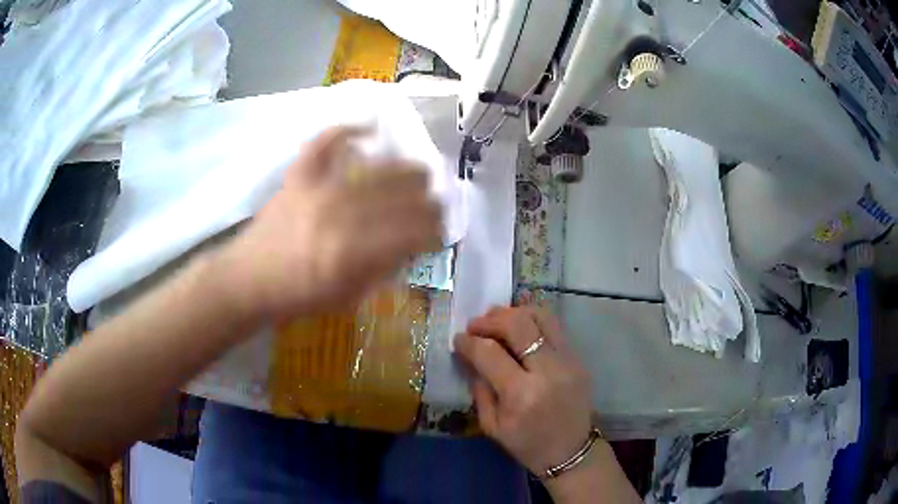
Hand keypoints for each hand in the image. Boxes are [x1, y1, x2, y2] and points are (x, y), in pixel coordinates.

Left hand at [218, 126, 442, 322]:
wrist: (248, 279)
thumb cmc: (296, 297)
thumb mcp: (347, 297)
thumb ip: (381, 270)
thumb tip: (410, 246)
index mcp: (354, 252)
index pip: (411, 231)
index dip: (434, 229)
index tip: (441, 230)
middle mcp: (341, 213)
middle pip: (400, 195)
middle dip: (427, 200)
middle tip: (436, 204)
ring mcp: (319, 188)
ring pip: (376, 169)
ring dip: (406, 170)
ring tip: (419, 174)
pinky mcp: (299, 176)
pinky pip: (325, 143)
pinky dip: (347, 130)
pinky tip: (368, 128)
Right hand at [454, 305, 593, 475]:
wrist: (571, 452)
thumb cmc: (527, 444)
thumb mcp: (492, 426)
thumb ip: (480, 388)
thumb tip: (470, 356)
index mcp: (522, 395)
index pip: (490, 353)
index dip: (469, 342)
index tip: (458, 340)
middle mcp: (548, 371)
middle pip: (517, 324)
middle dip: (490, 320)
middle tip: (475, 325)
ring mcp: (568, 361)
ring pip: (541, 316)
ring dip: (514, 312)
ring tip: (498, 320)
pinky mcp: (578, 358)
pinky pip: (554, 326)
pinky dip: (533, 320)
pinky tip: (519, 328)